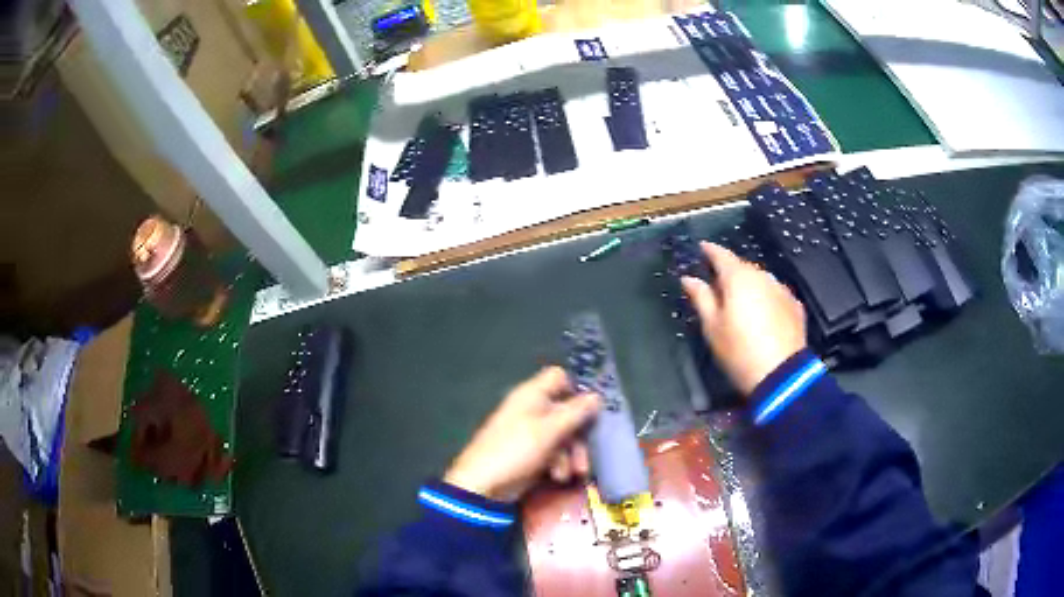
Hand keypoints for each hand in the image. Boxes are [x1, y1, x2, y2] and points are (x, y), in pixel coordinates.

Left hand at [443, 367, 600, 502]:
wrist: (482, 486)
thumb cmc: (516, 451)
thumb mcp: (550, 431)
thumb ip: (575, 413)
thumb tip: (597, 396)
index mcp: (532, 395)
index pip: (559, 377)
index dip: (577, 389)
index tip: (593, 409)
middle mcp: (531, 409)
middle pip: (566, 412)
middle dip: (578, 436)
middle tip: (585, 455)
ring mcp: (528, 432)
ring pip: (562, 436)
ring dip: (570, 455)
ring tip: (572, 474)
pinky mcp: (527, 454)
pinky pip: (551, 453)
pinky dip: (557, 464)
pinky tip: (557, 478)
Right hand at [681, 242, 806, 395]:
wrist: (782, 374)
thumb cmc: (739, 351)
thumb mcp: (713, 327)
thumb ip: (701, 298)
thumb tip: (688, 278)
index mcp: (738, 278)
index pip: (721, 254)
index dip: (709, 250)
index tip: (702, 248)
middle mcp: (762, 276)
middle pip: (742, 267)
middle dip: (729, 273)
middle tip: (717, 285)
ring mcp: (781, 290)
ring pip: (760, 280)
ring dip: (749, 286)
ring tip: (740, 303)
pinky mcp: (795, 305)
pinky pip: (775, 295)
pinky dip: (765, 299)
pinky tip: (762, 315)